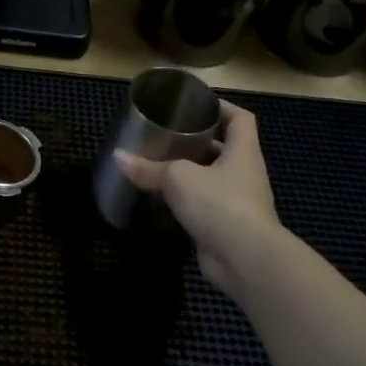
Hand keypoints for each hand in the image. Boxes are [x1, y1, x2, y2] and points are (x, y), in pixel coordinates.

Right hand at [117, 103, 296, 299]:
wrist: (247, 261)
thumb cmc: (220, 204)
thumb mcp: (178, 178)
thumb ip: (149, 168)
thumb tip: (118, 157)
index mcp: (243, 153)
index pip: (240, 119)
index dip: (221, 107)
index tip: (195, 104)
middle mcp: (245, 174)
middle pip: (223, 148)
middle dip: (197, 141)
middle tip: (166, 134)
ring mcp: (238, 203)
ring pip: (212, 179)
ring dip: (189, 173)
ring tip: (158, 164)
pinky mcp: (226, 227)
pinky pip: (204, 206)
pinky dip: (185, 202)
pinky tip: (161, 199)